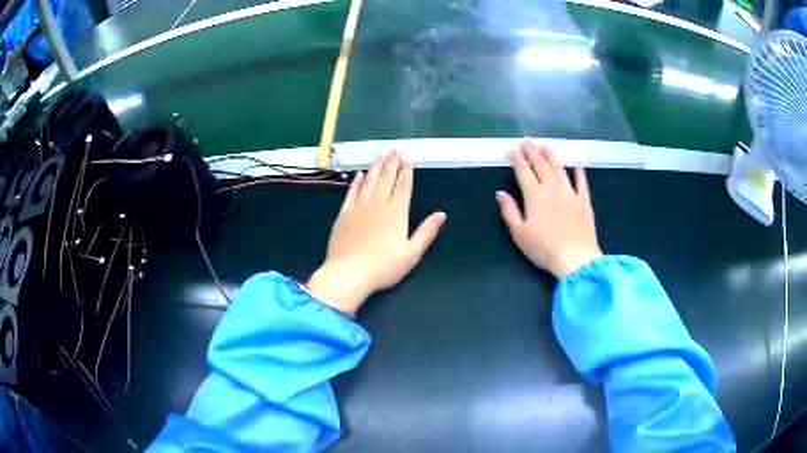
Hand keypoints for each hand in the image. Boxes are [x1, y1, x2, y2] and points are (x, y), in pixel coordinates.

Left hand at [307, 151, 446, 314]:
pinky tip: (360, 174)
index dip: (406, 172)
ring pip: (369, 182)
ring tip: (380, 155)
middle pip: (386, 179)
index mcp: (396, 213)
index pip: (403, 187)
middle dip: (392, 163)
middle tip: (394, 149)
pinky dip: (357, 181)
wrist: (348, 273)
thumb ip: (426, 232)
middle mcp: (378, 204)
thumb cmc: (383, 267)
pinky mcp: (344, 214)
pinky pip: (352, 192)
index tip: (408, 159)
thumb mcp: (412, 253)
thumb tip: (441, 214)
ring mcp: (359, 207)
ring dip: (376, 167)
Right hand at [496, 140, 602, 277]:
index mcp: (535, 196)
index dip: (517, 158)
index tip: (511, 149)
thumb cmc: (544, 249)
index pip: (523, 171)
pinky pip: (582, 183)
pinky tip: (577, 164)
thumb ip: (509, 211)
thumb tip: (500, 193)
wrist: (576, 258)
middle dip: (532, 151)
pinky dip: (579, 172)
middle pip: (541, 165)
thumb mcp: (520, 234)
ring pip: (559, 169)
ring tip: (544, 146)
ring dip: (551, 156)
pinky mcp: (584, 202)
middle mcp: (552, 189)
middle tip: (526, 141)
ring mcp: (570, 193)